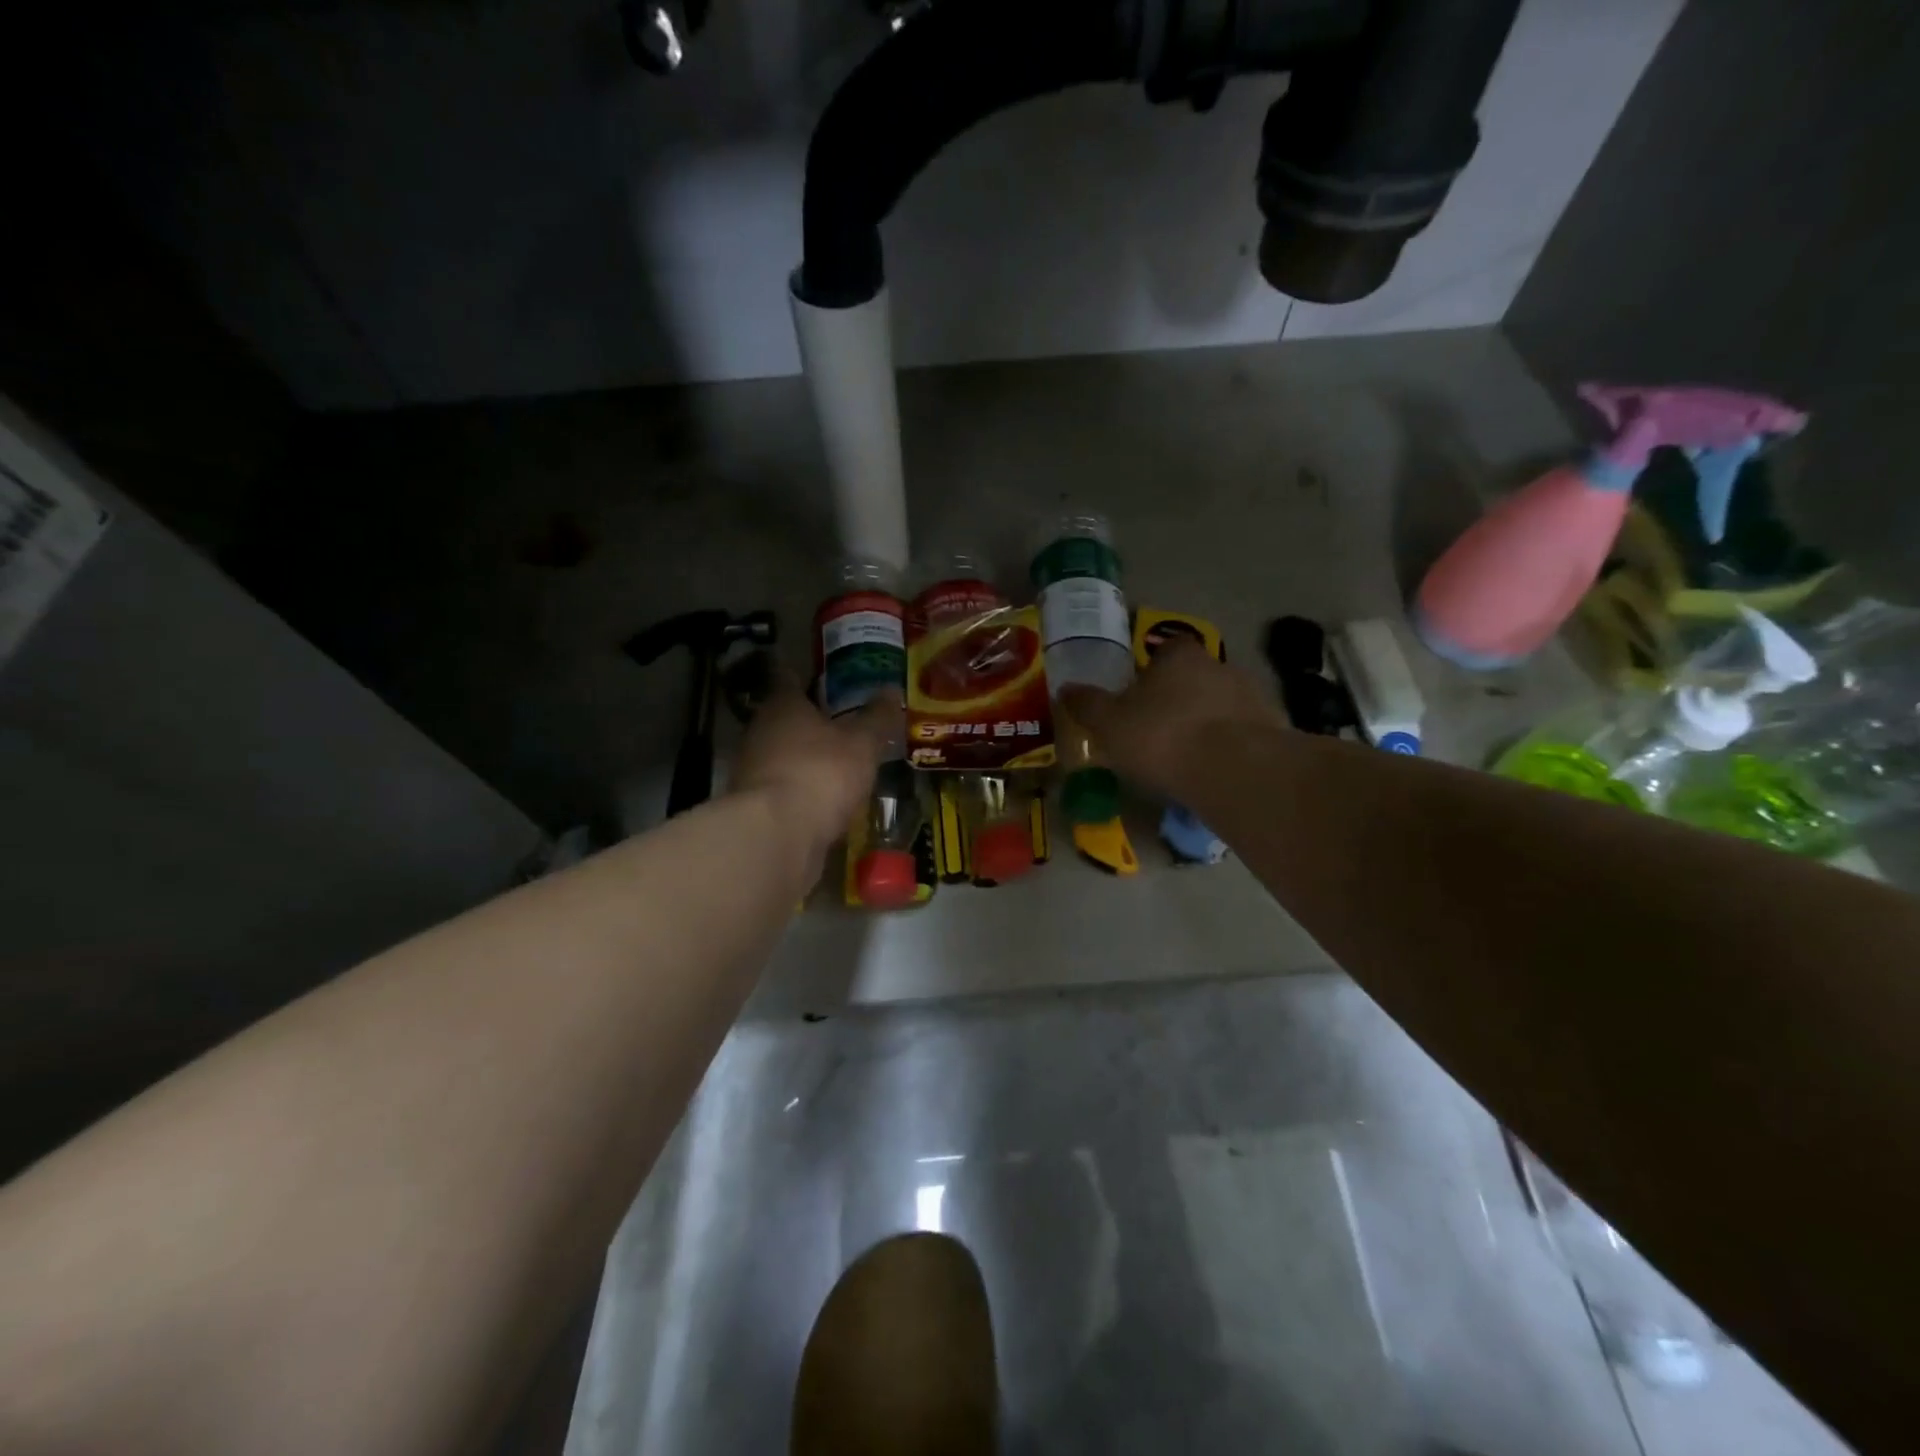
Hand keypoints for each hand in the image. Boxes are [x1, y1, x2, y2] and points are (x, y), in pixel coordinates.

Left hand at [731, 681, 897, 868]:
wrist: (777, 836)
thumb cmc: (821, 773)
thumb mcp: (862, 744)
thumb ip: (877, 718)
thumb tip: (892, 689)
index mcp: (783, 706)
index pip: (789, 678)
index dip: (805, 675)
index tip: (822, 676)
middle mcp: (760, 731)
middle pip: (784, 718)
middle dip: (809, 720)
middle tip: (841, 721)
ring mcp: (753, 771)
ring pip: (782, 754)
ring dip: (804, 758)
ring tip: (838, 763)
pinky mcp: (755, 807)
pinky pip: (784, 788)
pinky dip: (801, 789)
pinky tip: (824, 799)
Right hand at [1060, 639, 1281, 799]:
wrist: (1234, 771)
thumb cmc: (1162, 736)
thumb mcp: (1109, 723)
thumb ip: (1087, 705)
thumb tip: (1065, 688)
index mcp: (1180, 656)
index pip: (1167, 648)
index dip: (1152, 669)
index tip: (1140, 694)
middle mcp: (1220, 666)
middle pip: (1196, 676)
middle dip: (1180, 698)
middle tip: (1159, 729)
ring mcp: (1253, 697)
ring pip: (1222, 705)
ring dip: (1208, 723)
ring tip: (1188, 757)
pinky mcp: (1276, 730)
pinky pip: (1245, 734)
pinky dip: (1231, 747)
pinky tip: (1216, 772)